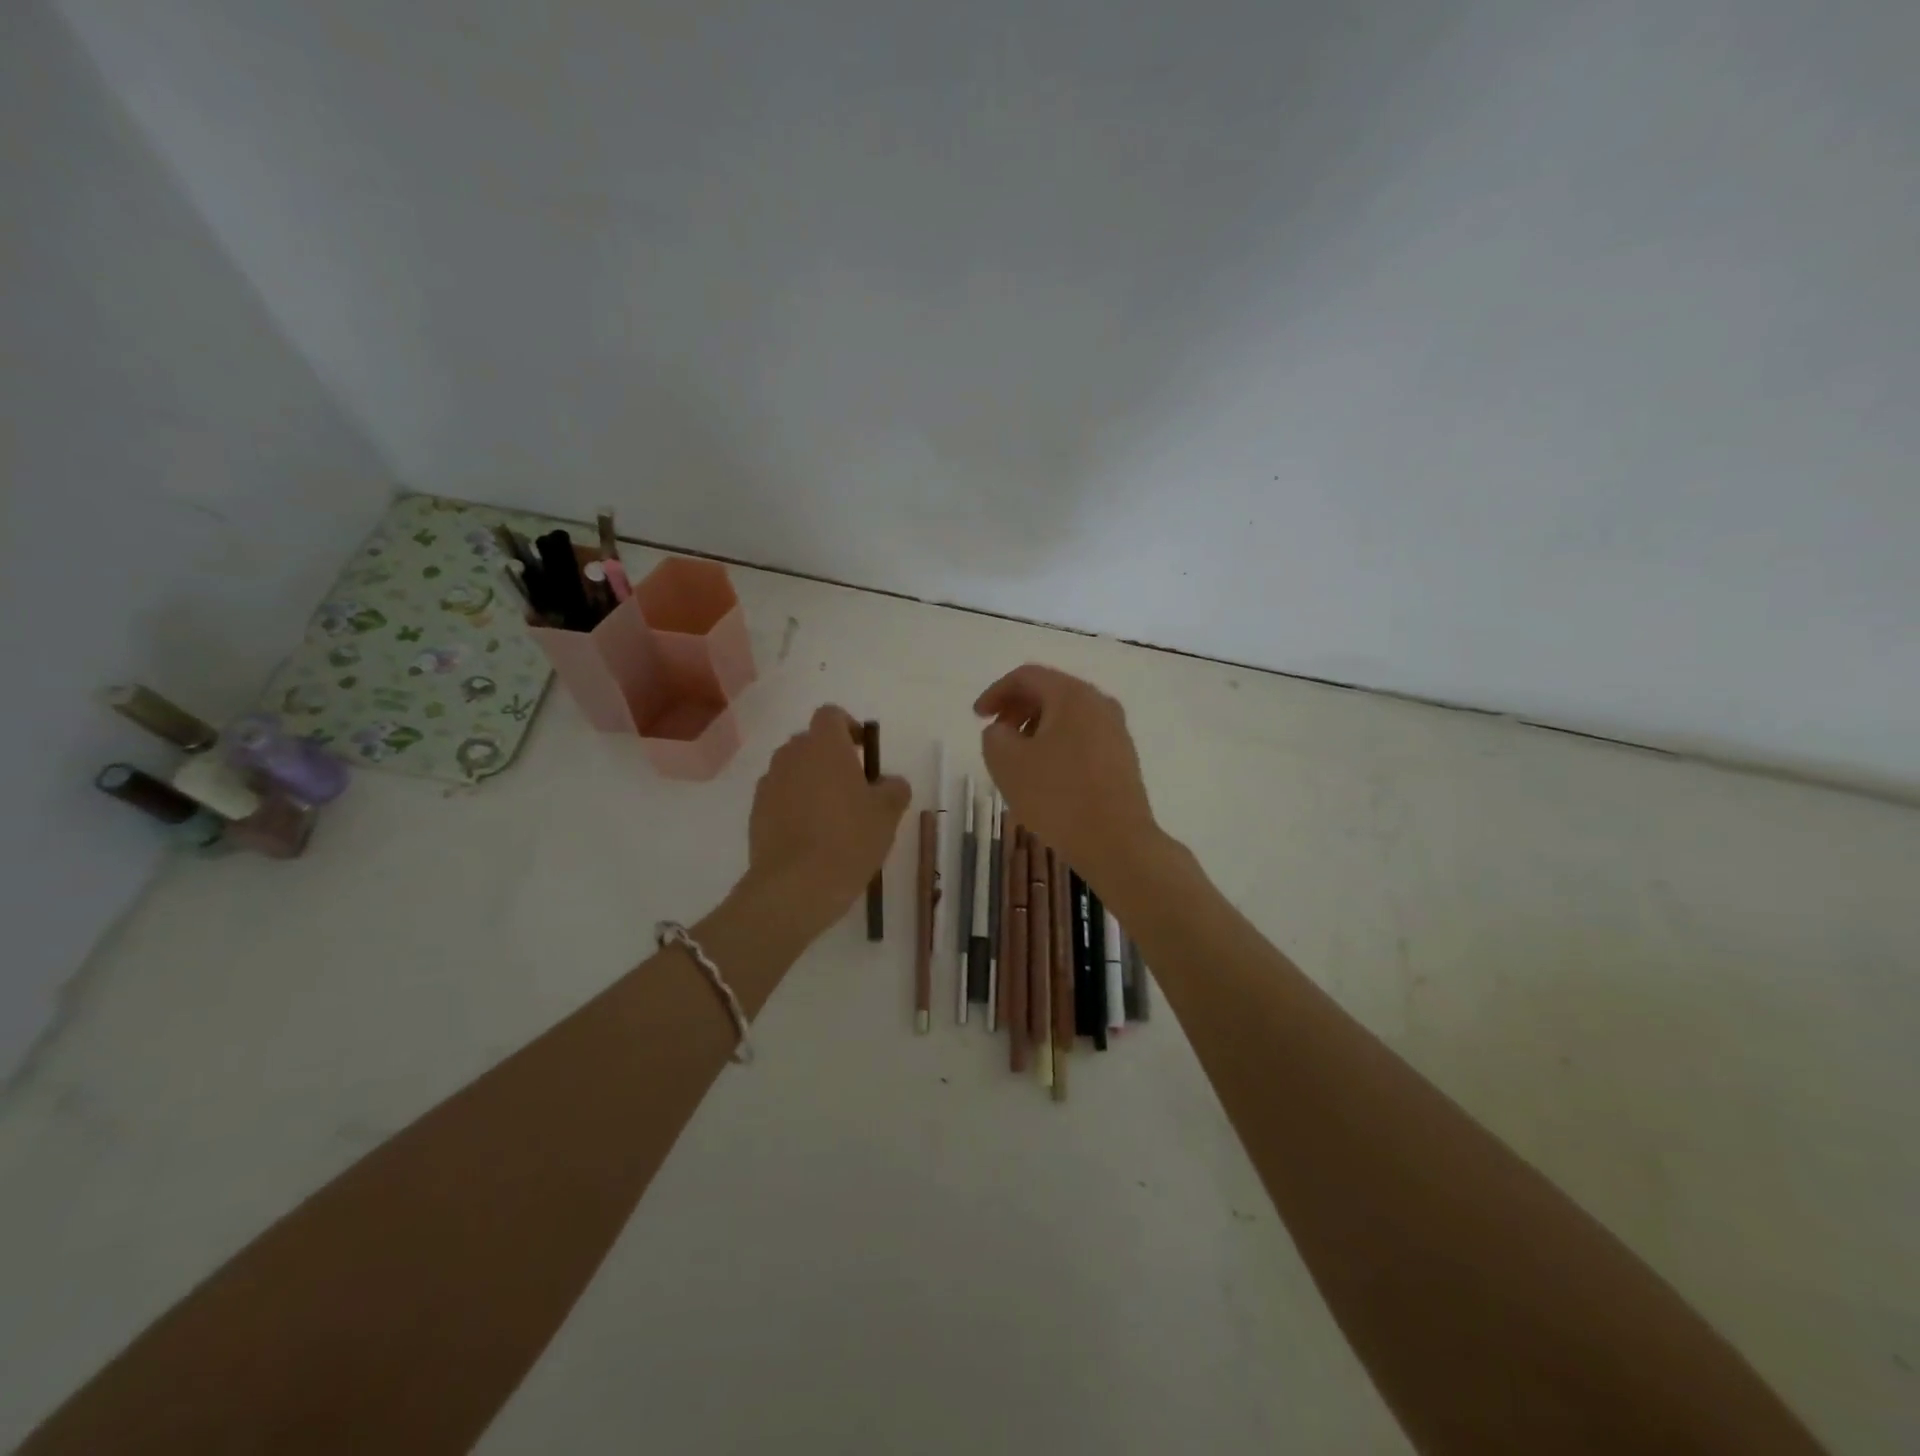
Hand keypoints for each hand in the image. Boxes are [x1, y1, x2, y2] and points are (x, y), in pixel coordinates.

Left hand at [747, 705, 910, 925]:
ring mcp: (769, 783)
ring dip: (810, 781)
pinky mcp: (756, 812)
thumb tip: (889, 782)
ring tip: (831, 815)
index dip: (848, 727)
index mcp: (825, 745)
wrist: (796, 886)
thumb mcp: (887, 814)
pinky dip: (793, 805)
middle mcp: (791, 755)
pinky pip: (779, 796)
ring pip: (793, 770)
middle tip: (853, 787)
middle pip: (810, 742)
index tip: (863, 752)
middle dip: (830, 757)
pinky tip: (810, 836)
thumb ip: (894, 788)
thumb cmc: (849, 839)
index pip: (831, 715)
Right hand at [974, 665, 1159, 888]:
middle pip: (1050, 692)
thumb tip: (1004, 730)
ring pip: (1067, 716)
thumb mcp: (1007, 763)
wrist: (1117, 843)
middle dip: (1016, 709)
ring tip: (1017, 758)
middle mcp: (1099, 703)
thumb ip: (994, 735)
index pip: (1026, 676)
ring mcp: (1116, 730)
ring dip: (1036, 728)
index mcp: (1072, 695)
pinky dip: (1057, 744)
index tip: (977, 717)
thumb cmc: (1057, 797)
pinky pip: (1082, 737)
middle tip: (995, 735)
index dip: (995, 692)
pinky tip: (1045, 774)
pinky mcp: (1123, 757)